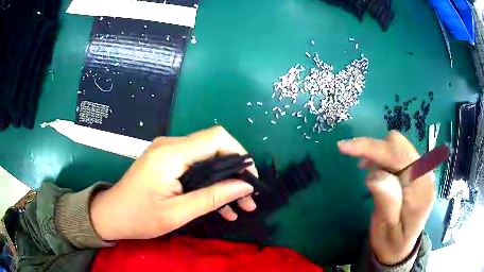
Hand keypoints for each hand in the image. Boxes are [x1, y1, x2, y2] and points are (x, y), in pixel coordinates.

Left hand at [90, 126, 257, 240]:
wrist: (112, 215)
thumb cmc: (140, 217)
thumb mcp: (178, 213)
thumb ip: (212, 197)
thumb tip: (245, 186)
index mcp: (171, 154)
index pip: (216, 138)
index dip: (239, 154)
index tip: (251, 180)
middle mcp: (170, 146)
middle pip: (213, 148)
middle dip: (235, 173)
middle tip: (248, 201)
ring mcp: (167, 152)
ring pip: (206, 160)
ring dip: (224, 182)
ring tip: (238, 208)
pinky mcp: (165, 161)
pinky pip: (194, 167)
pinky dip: (208, 183)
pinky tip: (220, 205)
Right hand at [337, 131, 434, 264]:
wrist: (400, 247)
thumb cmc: (392, 242)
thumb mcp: (386, 229)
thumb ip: (387, 202)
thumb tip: (374, 175)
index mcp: (421, 189)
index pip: (399, 157)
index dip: (373, 148)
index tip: (344, 147)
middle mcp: (424, 174)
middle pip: (399, 145)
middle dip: (375, 149)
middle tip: (359, 166)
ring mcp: (420, 171)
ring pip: (396, 145)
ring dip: (378, 153)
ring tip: (366, 171)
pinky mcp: (413, 171)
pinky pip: (396, 152)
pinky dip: (381, 156)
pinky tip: (374, 169)